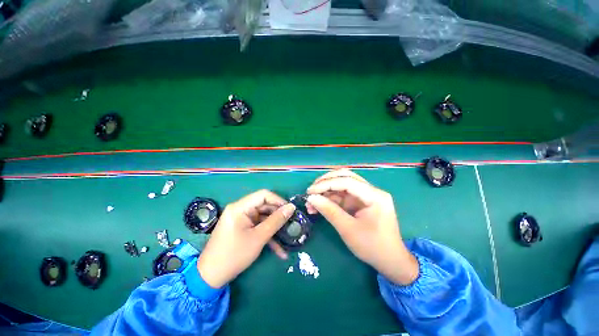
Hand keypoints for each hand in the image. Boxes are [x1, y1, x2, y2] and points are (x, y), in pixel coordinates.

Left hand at [197, 190, 295, 287]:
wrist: (211, 278)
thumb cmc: (234, 255)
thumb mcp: (259, 237)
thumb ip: (276, 220)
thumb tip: (291, 207)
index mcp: (241, 207)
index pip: (263, 195)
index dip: (278, 200)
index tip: (290, 210)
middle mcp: (241, 210)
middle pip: (264, 206)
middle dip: (278, 216)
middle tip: (292, 224)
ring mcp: (242, 220)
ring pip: (263, 218)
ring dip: (275, 229)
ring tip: (288, 237)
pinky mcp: (243, 229)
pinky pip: (258, 227)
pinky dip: (268, 236)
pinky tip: (279, 250)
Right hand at [306, 169, 418, 284]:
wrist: (390, 262)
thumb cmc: (372, 247)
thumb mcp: (348, 229)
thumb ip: (329, 211)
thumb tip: (311, 198)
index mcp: (374, 195)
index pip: (346, 181)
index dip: (326, 184)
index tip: (310, 191)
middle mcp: (371, 191)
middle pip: (345, 177)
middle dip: (326, 183)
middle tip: (311, 191)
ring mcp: (366, 196)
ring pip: (342, 186)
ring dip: (326, 192)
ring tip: (311, 203)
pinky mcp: (361, 203)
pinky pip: (343, 196)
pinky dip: (330, 200)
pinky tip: (319, 207)